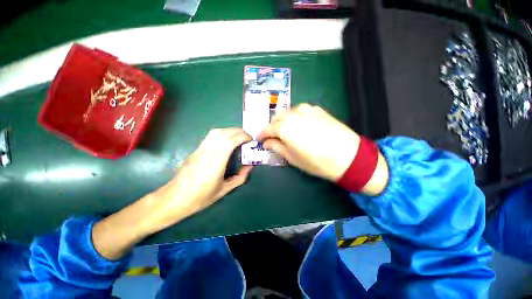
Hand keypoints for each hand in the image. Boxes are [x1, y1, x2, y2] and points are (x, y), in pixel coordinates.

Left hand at [92, 128, 251, 259]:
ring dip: (230, 131)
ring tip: (239, 137)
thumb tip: (250, 166)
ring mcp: (200, 149)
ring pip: (216, 132)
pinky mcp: (196, 149)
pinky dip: (223, 133)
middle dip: (239, 132)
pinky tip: (227, 141)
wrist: (175, 198)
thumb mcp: (224, 190)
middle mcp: (207, 152)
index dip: (243, 137)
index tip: (251, 140)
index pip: (230, 141)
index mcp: (215, 163)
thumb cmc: (200, 197)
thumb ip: (240, 177)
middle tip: (248, 138)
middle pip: (224, 133)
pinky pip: (211, 136)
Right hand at [258, 104, 359, 180]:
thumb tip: (267, 142)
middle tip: (272, 137)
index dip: (262, 135)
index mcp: (284, 127)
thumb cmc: (316, 161)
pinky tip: (299, 126)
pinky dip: (295, 117)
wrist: (348, 156)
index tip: (260, 140)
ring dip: (283, 121)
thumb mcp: (292, 158)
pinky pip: (300, 111)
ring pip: (288, 113)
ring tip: (286, 132)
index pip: (267, 129)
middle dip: (272, 128)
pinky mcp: (317, 109)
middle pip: (276, 119)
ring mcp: (306, 109)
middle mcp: (293, 114)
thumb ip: (276, 147)